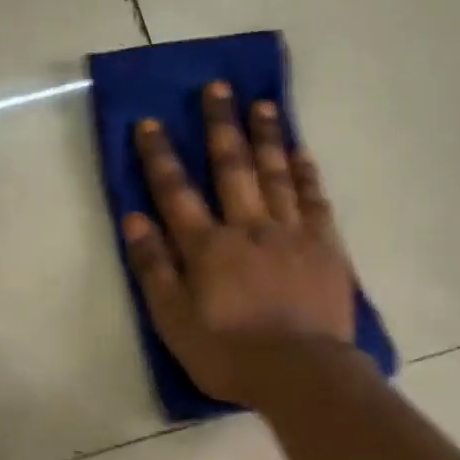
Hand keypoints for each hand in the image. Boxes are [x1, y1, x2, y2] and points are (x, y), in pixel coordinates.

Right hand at [122, 81, 356, 405]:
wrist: (301, 373)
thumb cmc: (229, 354)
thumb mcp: (174, 321)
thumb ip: (153, 269)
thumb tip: (133, 219)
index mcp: (208, 247)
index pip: (177, 192)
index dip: (160, 156)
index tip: (151, 122)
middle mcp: (249, 227)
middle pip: (232, 167)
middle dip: (221, 125)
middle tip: (218, 86)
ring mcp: (291, 233)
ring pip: (276, 174)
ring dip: (266, 136)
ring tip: (262, 103)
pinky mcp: (325, 247)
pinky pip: (315, 200)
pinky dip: (306, 173)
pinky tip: (301, 152)